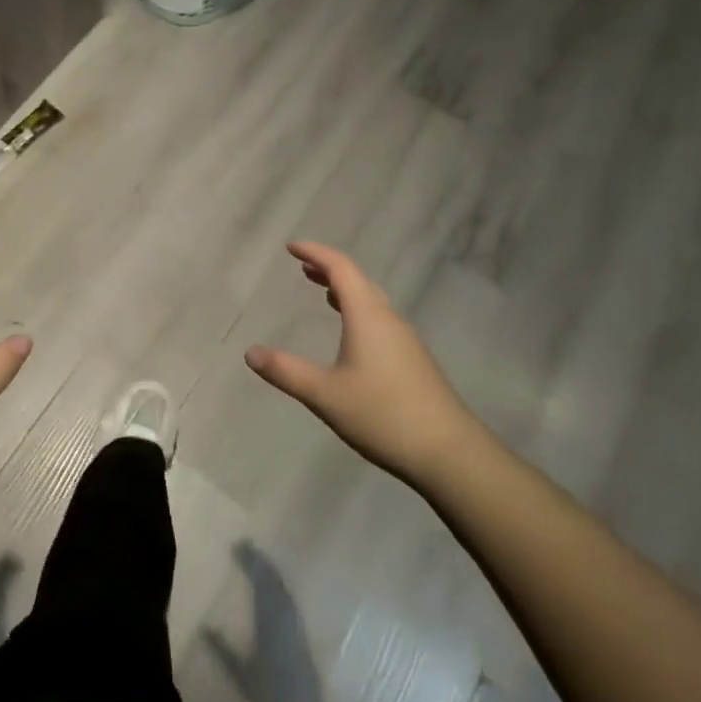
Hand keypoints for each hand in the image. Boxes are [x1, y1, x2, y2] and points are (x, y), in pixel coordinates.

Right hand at [245, 242, 482, 485]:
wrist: (451, 454)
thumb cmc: (383, 415)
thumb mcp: (325, 394)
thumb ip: (286, 371)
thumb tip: (250, 353)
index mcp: (367, 316)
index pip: (340, 268)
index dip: (315, 253)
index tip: (291, 247)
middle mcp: (388, 319)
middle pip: (358, 280)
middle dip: (329, 268)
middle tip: (302, 266)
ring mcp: (405, 340)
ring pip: (372, 300)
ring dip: (345, 290)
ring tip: (322, 292)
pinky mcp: (413, 361)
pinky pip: (380, 320)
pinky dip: (358, 311)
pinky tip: (351, 334)